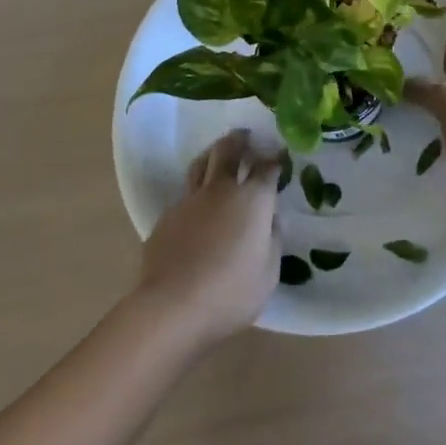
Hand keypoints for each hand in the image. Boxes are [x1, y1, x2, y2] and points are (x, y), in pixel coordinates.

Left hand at [135, 130, 280, 345]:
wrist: (171, 309)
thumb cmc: (230, 293)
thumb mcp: (269, 273)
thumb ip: (273, 241)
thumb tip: (271, 221)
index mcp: (252, 200)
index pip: (267, 168)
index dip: (275, 159)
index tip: (280, 155)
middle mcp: (221, 191)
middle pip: (228, 151)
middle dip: (239, 140)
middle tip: (245, 136)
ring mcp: (190, 201)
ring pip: (200, 164)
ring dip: (212, 154)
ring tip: (217, 155)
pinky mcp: (166, 218)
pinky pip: (184, 194)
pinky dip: (194, 190)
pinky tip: (197, 204)